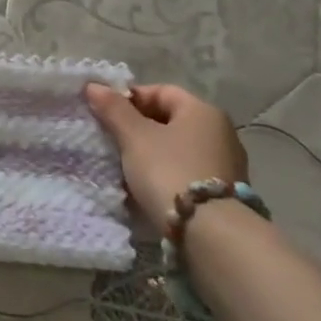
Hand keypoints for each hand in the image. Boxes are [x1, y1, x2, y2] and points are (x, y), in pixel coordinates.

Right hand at [85, 82, 246, 231]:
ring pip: (177, 149)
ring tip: (125, 167)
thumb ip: (114, 109)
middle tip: (112, 141)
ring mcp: (226, 164)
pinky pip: (187, 173)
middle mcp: (220, 132)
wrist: (211, 234)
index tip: (107, 114)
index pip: (161, 92)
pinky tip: (147, 189)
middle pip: (170, 120)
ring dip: (151, 154)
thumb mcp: (135, 137)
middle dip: (138, 128)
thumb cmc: (170, 171)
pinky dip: (166, 175)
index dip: (130, 98)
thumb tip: (93, 85)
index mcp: (202, 111)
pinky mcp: (225, 194)